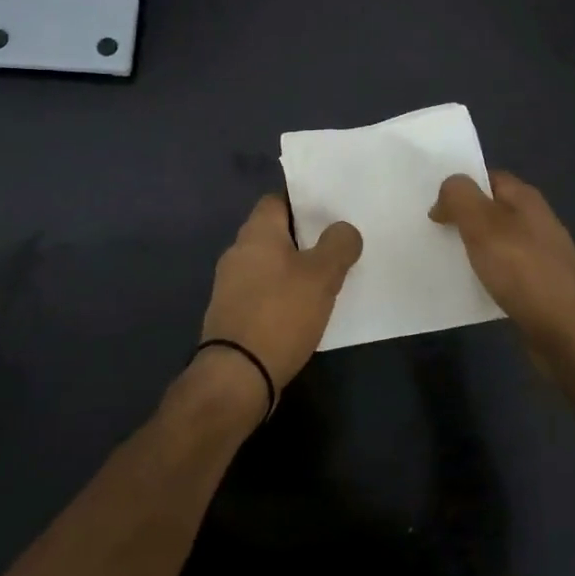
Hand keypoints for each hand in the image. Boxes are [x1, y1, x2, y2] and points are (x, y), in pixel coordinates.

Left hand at [199, 195, 362, 399]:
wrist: (237, 375)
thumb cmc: (280, 314)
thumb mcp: (321, 276)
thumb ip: (338, 245)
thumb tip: (343, 229)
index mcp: (256, 232)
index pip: (277, 200)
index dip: (303, 203)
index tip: (330, 213)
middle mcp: (238, 251)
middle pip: (274, 232)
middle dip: (304, 239)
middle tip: (336, 247)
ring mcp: (231, 284)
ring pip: (269, 264)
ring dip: (294, 269)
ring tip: (326, 280)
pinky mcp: (232, 313)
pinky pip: (263, 291)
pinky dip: (282, 295)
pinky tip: (304, 310)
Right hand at [430, 170, 574, 379]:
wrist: (572, 334)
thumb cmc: (525, 271)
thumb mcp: (483, 224)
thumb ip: (460, 197)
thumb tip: (446, 193)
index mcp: (526, 200)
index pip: (488, 178)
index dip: (460, 186)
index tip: (431, 203)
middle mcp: (535, 223)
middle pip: (491, 210)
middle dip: (461, 218)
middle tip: (429, 231)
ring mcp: (539, 257)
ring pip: (495, 244)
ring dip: (470, 249)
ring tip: (439, 259)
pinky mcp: (537, 289)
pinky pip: (502, 274)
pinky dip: (483, 277)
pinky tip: (466, 289)